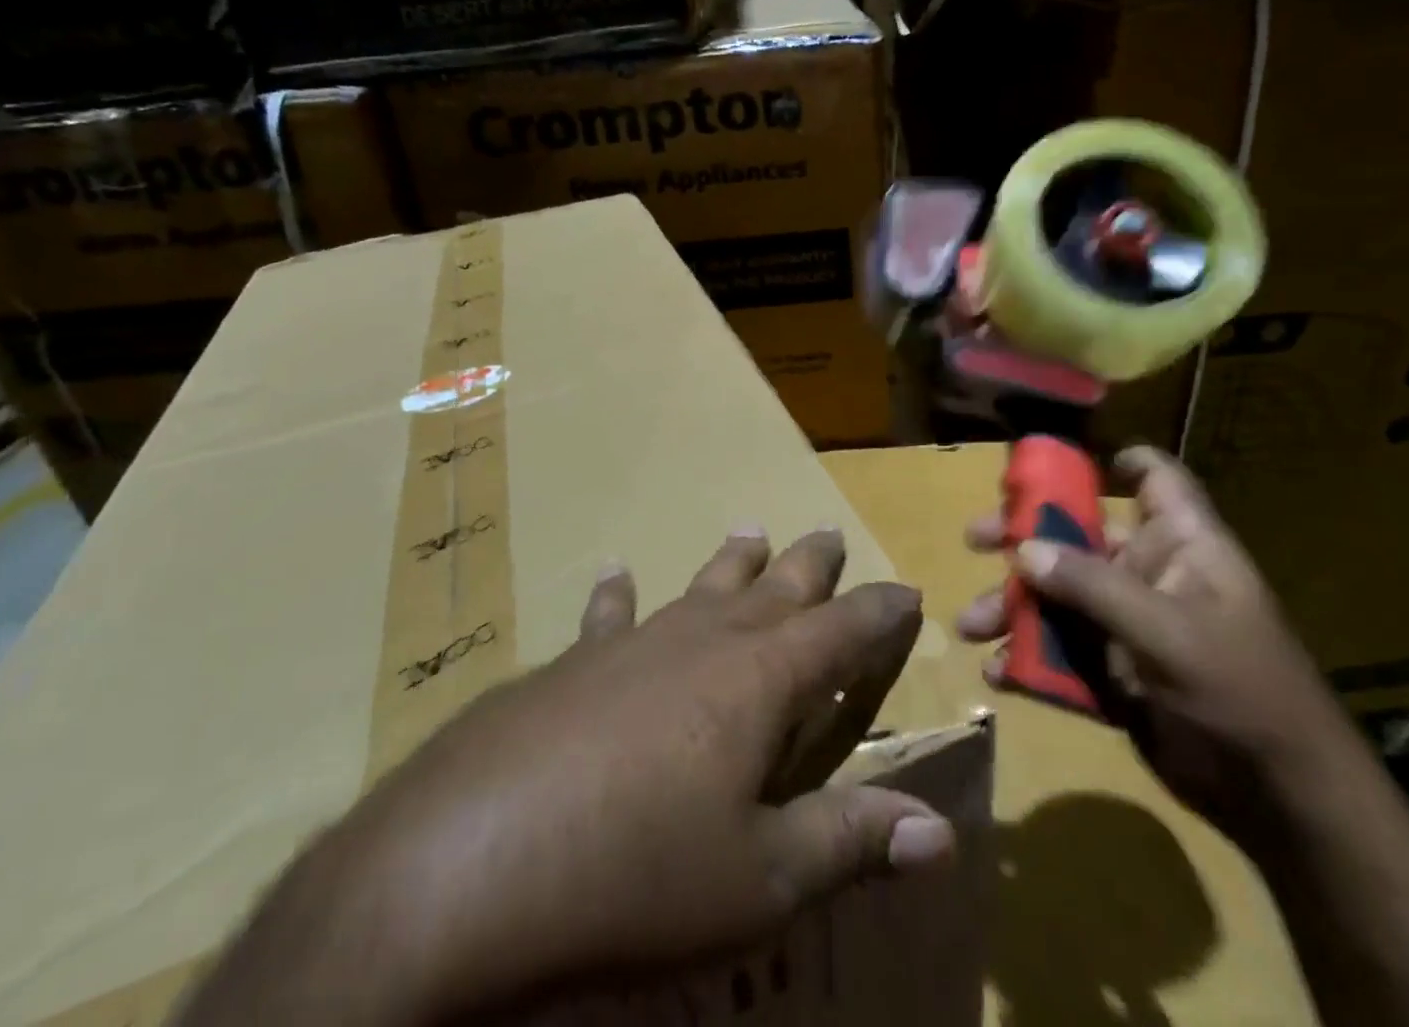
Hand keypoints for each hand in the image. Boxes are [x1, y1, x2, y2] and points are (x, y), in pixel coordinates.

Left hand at [183, 526, 957, 1026]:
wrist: (468, 860)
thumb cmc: (635, 873)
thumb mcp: (759, 878)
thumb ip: (849, 842)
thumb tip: (940, 831)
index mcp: (759, 681)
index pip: (841, 632)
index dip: (878, 612)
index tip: (906, 590)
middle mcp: (703, 640)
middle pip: (773, 589)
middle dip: (809, 566)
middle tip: (828, 535)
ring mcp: (634, 643)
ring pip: (700, 586)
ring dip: (732, 561)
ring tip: (751, 529)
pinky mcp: (573, 662)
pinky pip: (607, 615)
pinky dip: (617, 593)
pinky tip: (615, 570)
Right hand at [956, 447, 1350, 833]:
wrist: (1282, 802)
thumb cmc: (1242, 692)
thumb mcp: (1168, 632)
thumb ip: (1092, 586)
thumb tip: (1022, 549)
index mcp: (1181, 546)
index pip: (1155, 480)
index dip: (1114, 461)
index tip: (1054, 464)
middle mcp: (1150, 574)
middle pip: (1080, 535)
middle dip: (1024, 537)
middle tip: (974, 539)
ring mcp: (1130, 625)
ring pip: (1060, 597)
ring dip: (1014, 607)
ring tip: (971, 626)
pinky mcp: (1115, 672)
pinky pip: (1061, 652)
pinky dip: (1028, 659)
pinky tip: (998, 673)